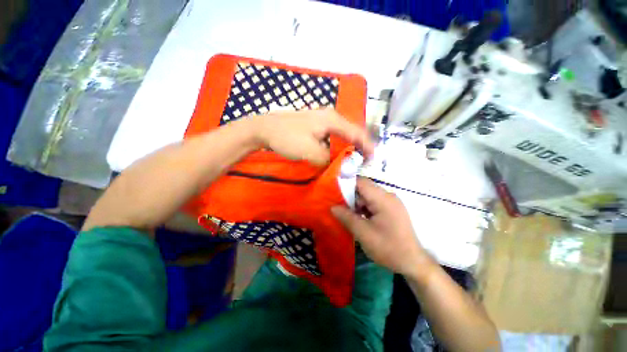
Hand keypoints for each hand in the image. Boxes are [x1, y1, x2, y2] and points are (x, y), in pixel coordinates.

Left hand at [252, 109, 373, 165]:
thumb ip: (328, 159)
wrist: (264, 128)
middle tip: (366, 160)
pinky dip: (338, 144)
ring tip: (355, 158)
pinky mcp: (315, 125)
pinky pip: (332, 135)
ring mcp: (322, 119)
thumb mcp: (310, 151)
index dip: (367, 146)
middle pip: (352, 132)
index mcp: (333, 120)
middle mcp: (330, 117)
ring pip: (342, 134)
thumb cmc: (287, 137)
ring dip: (349, 145)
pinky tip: (338, 152)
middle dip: (360, 146)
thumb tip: (337, 164)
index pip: (357, 133)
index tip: (374, 159)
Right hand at [331, 178, 433, 277]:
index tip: (334, 192)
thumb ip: (347, 217)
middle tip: (339, 207)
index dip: (346, 184)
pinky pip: (374, 203)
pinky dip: (365, 209)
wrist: (413, 263)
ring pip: (369, 196)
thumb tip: (333, 207)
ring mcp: (392, 203)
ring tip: (348, 215)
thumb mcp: (363, 233)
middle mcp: (388, 196)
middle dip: (351, 197)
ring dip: (357, 204)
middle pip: (365, 189)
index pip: (361, 182)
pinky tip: (359, 219)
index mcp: (383, 198)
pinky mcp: (392, 210)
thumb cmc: (388, 247)